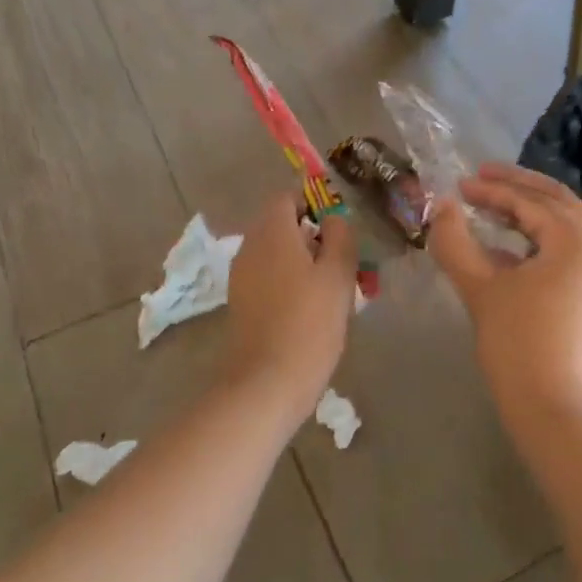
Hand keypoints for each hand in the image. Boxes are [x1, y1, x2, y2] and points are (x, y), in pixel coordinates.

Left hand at [225, 192, 358, 402]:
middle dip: (311, 236)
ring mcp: (240, 276)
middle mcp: (249, 246)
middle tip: (341, 262)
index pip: (287, 198)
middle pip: (280, 225)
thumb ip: (340, 237)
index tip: (339, 230)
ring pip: (274, 253)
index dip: (314, 205)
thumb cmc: (309, 323)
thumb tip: (333, 219)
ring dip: (301, 261)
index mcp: (271, 231)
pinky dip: (287, 282)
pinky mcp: (240, 303)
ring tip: (330, 289)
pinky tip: (309, 309)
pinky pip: (267, 277)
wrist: (266, 383)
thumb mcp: (338, 275)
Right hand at [430, 163, 581, 425]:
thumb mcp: (481, 289)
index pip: (531, 202)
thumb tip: (440, 207)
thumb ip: (456, 242)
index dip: (492, 190)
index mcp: (576, 241)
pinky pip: (566, 254)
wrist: (560, 414)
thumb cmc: (520, 345)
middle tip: (482, 176)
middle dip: (519, 187)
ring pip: (564, 228)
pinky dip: (537, 243)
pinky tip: (506, 252)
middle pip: (557, 203)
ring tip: (491, 209)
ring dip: (528, 214)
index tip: (459, 185)